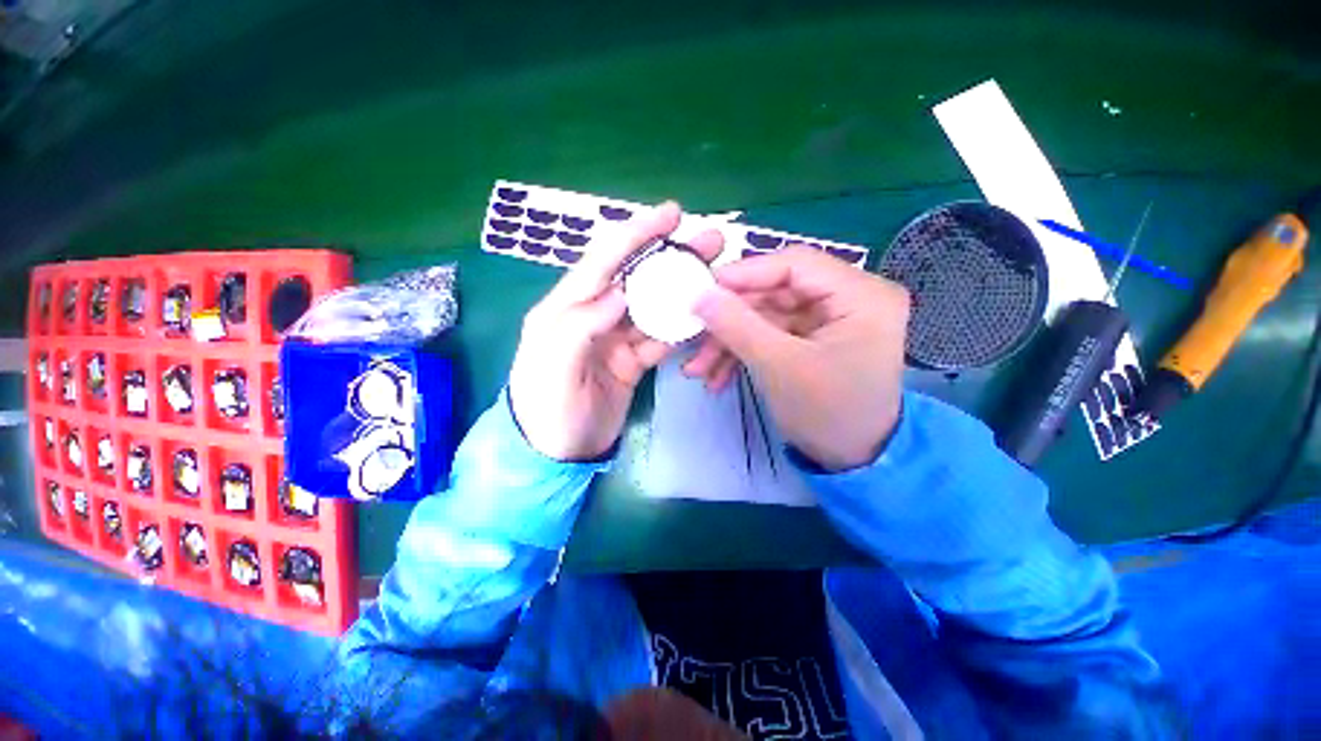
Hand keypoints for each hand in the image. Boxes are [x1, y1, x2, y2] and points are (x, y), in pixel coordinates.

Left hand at [509, 203, 724, 460]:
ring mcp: (616, 339)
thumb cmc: (546, 409)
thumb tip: (619, 291)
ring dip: (683, 292)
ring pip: (654, 307)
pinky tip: (704, 320)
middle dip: (672, 257)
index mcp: (565, 309)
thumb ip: (580, 325)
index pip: (603, 262)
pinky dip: (681, 330)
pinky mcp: (632, 361)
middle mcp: (594, 316)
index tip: (672, 214)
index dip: (636, 235)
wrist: (556, 454)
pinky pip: (661, 340)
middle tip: (711, 243)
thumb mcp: (551, 366)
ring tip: (717, 277)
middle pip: (637, 279)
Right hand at [693, 246, 909, 470]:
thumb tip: (700, 294)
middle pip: (776, 292)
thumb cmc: (828, 414)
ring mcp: (831, 319)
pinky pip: (773, 334)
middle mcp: (851, 297)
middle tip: (693, 335)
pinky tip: (718, 377)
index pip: (795, 264)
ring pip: (767, 316)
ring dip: (731, 341)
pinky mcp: (815, 338)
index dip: (744, 274)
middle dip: (730, 320)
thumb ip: (737, 325)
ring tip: (699, 369)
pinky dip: (744, 352)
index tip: (702, 290)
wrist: (853, 461)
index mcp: (862, 295)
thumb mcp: (778, 366)